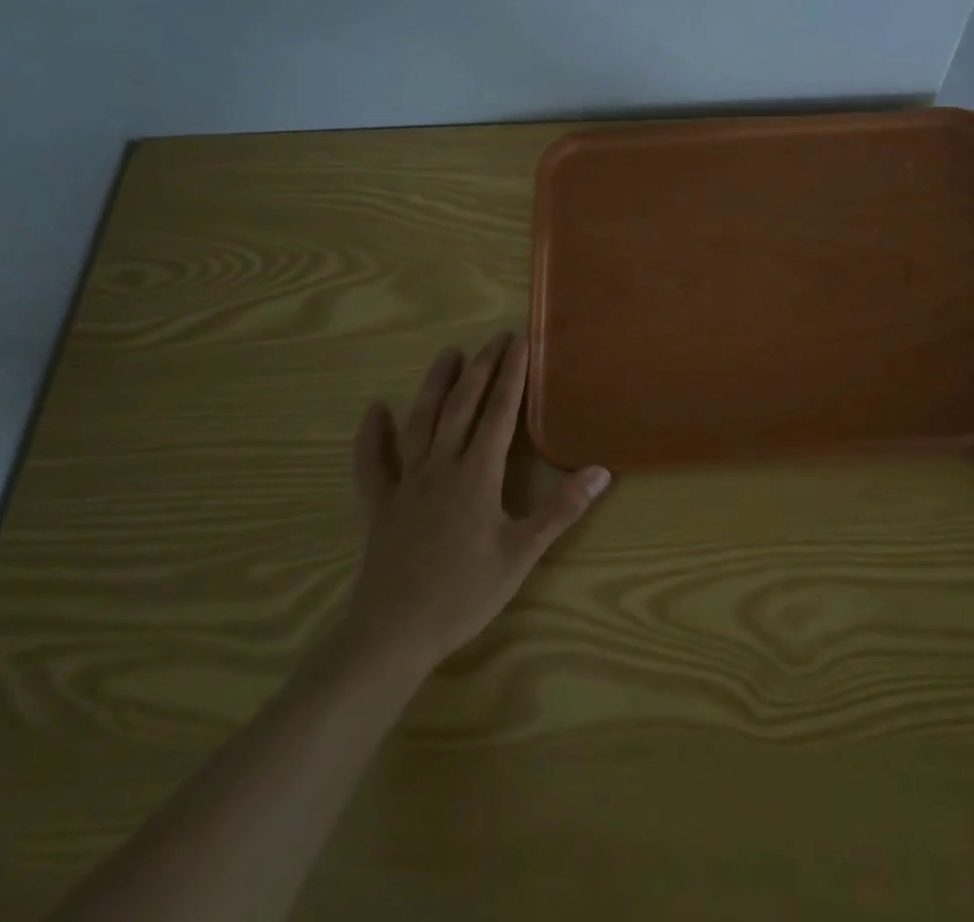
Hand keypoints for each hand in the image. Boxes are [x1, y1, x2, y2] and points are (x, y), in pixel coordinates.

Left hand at [335, 333, 610, 675]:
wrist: (392, 634)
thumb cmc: (464, 594)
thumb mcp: (521, 555)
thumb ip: (561, 510)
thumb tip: (601, 471)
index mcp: (478, 475)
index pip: (499, 413)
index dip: (511, 376)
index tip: (519, 343)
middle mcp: (442, 467)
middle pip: (462, 407)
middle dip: (481, 369)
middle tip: (495, 339)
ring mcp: (407, 483)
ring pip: (421, 422)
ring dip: (435, 386)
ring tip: (447, 355)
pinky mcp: (380, 505)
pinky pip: (373, 464)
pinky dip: (371, 436)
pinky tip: (374, 411)